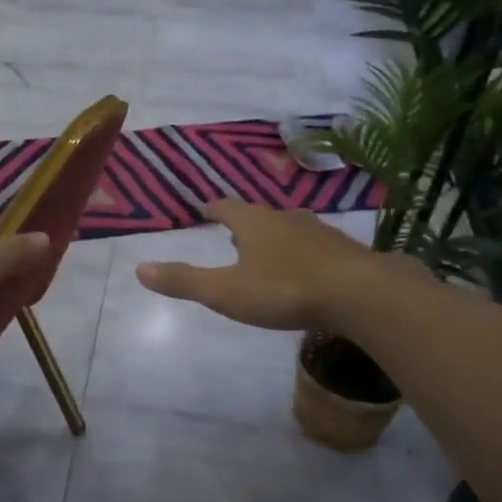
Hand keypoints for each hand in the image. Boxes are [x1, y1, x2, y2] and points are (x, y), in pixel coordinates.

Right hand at [136, 201, 421, 331]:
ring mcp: (320, 232)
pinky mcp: (346, 251)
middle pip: (260, 215)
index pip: (226, 207)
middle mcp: (285, 218)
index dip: (213, 209)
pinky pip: (318, 247)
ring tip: (269, 251)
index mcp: (253, 223)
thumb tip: (140, 269)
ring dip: (277, 237)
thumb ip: (185, 281)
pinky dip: (306, 254)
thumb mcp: (226, 292)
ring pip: (291, 228)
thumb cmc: (285, 289)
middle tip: (234, 234)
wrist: (361, 293)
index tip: (205, 209)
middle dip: (245, 223)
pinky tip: (309, 271)